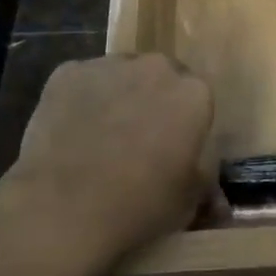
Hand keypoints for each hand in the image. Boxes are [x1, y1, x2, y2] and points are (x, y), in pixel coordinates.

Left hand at [0, 54, 212, 275]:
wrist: (63, 210)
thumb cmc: (137, 207)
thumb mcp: (188, 202)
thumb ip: (204, 179)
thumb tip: (213, 190)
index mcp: (192, 94)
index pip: (196, 99)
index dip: (184, 124)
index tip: (172, 148)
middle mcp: (155, 67)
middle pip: (159, 77)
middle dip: (153, 100)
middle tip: (138, 139)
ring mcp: (109, 64)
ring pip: (121, 75)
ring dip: (118, 96)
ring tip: (100, 137)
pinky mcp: (68, 71)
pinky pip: (82, 82)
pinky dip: (81, 100)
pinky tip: (70, 133)